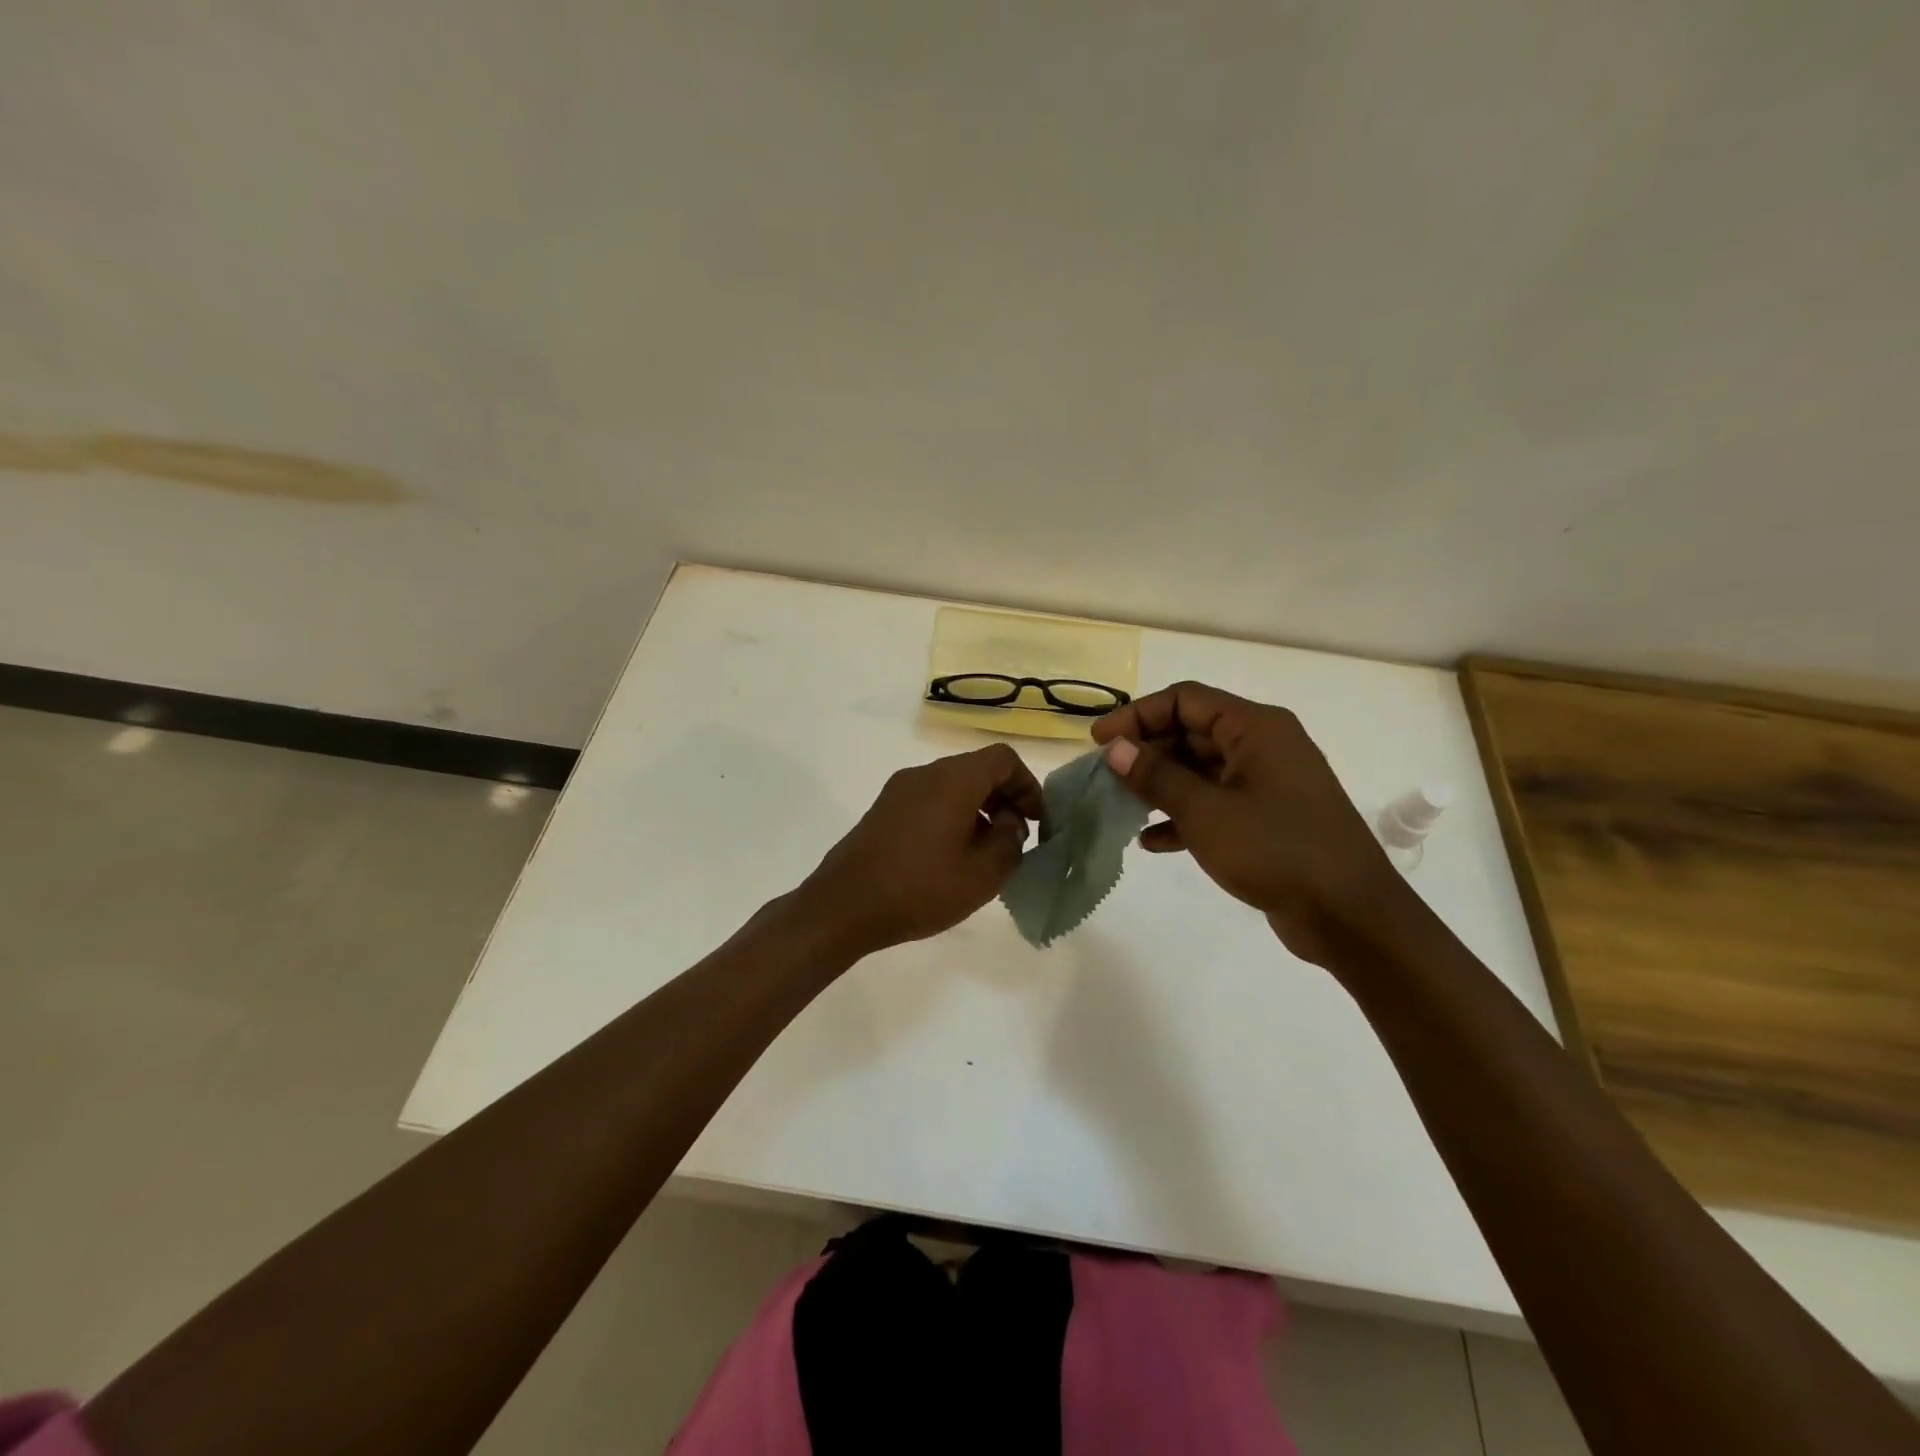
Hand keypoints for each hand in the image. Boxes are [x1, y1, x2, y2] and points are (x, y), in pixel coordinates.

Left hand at [800, 744, 1043, 955]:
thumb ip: (1010, 842)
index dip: (1028, 785)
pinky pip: (930, 799)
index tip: (1036, 821)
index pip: (1003, 758)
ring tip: (986, 853)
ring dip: (979, 809)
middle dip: (1005, 798)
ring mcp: (899, 789)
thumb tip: (1009, 822)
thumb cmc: (919, 889)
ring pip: (953, 785)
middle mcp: (925, 773)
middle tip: (1015, 839)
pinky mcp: (883, 809)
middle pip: (977, 769)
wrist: (843, 906)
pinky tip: (951, 856)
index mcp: (953, 780)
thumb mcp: (982, 874)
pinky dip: (952, 815)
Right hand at [1092, 681, 1411, 965]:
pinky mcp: (1269, 819)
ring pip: (1201, 770)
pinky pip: (1216, 804)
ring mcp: (1268, 784)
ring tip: (1121, 807)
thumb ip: (1156, 776)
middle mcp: (1263, 746)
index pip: (1185, 700)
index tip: (1100, 741)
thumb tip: (1115, 749)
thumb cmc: (1275, 850)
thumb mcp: (1205, 811)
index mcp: (1255, 728)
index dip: (1137, 715)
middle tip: (1106, 777)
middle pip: (1191, 733)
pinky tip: (1152, 842)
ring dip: (1160, 786)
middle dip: (1146, 752)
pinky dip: (1184, 816)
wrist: (1350, 916)